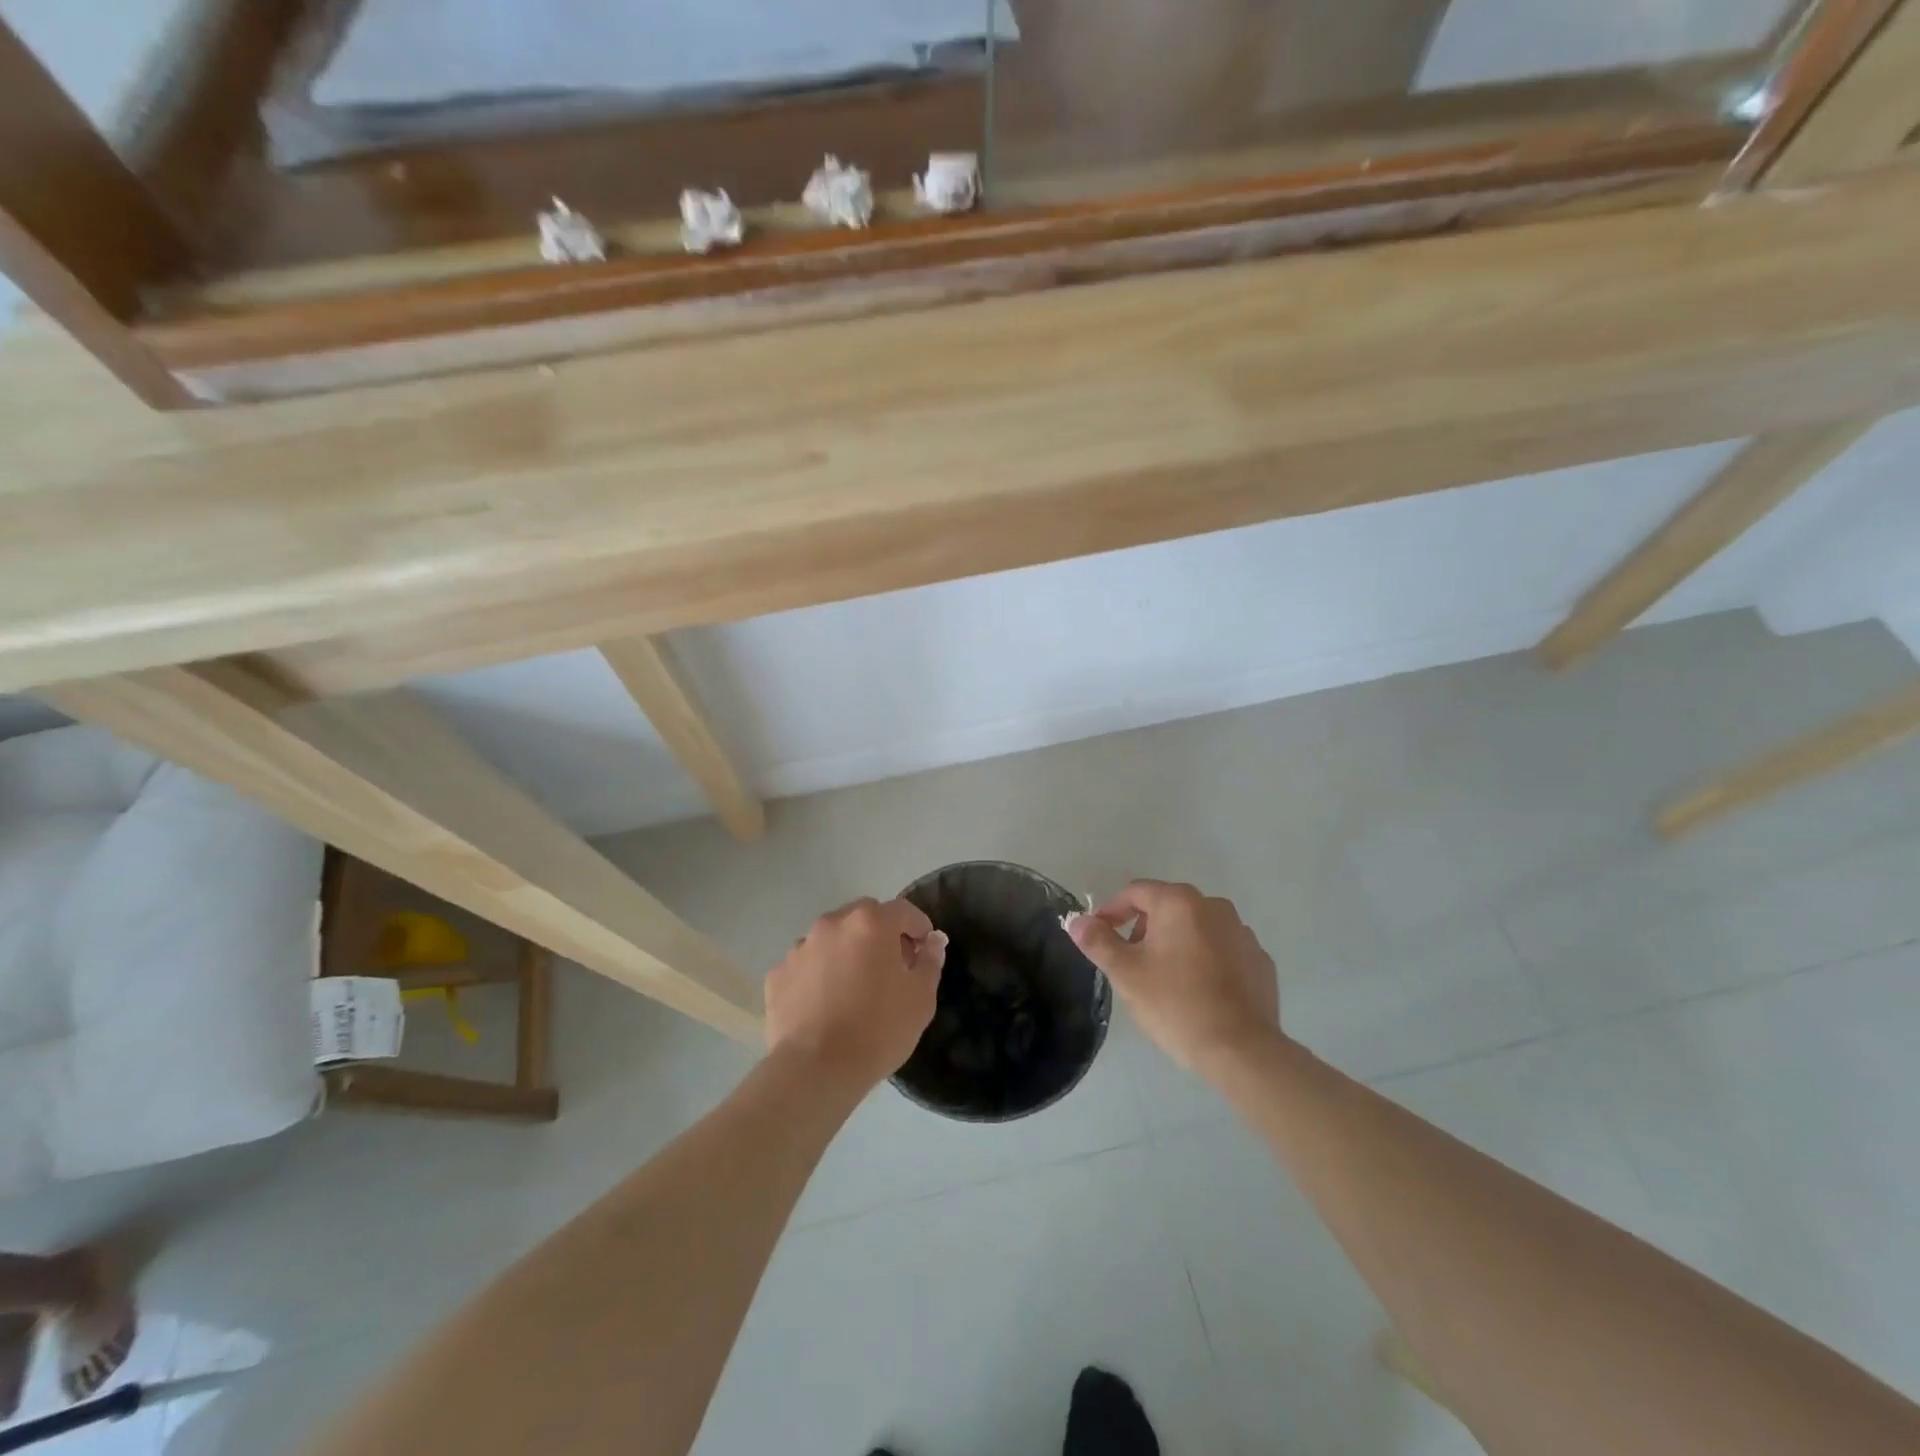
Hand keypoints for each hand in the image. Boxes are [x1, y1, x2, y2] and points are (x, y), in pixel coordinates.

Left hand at [766, 898, 945, 1090]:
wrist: (816, 1070)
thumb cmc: (878, 1030)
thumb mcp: (921, 998)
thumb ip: (930, 961)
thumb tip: (933, 940)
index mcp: (871, 923)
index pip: (904, 910)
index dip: (920, 928)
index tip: (924, 951)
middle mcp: (832, 924)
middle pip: (864, 917)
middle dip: (881, 934)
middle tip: (890, 968)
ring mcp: (800, 948)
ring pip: (832, 939)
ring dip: (846, 952)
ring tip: (853, 989)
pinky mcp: (777, 975)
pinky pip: (806, 965)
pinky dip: (818, 975)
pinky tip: (824, 1005)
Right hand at [1067, 880, 1278, 1074]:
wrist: (1241, 1050)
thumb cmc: (1176, 1004)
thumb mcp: (1126, 973)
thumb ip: (1098, 941)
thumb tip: (1076, 920)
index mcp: (1180, 903)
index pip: (1135, 892)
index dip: (1111, 911)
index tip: (1099, 937)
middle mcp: (1215, 907)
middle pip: (1167, 907)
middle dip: (1143, 929)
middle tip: (1131, 964)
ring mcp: (1242, 933)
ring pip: (1196, 929)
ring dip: (1175, 944)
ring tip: (1164, 980)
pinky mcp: (1259, 961)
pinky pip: (1222, 950)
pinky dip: (1205, 961)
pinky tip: (1198, 992)